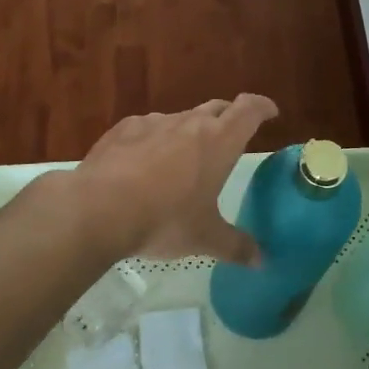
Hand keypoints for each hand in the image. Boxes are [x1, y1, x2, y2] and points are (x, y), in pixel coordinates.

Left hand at [68, 95, 278, 262]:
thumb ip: (236, 246)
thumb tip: (262, 261)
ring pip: (181, 118)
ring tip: (185, 158)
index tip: (270, 112)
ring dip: (190, 131)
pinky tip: (144, 163)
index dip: (262, 107)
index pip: (249, 109)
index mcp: (219, 141)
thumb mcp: (204, 238)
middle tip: (232, 135)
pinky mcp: (124, 128)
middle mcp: (190, 123)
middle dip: (228, 117)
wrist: (98, 208)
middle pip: (217, 108)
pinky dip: (155, 139)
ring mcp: (154, 122)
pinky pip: (148, 128)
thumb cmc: (164, 220)